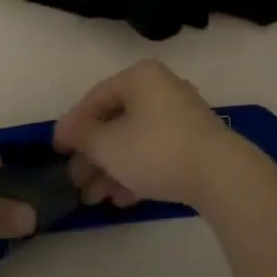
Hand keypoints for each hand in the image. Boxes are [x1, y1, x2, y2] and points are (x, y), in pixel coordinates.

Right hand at [54, 60, 266, 211]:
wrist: (221, 175)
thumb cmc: (156, 150)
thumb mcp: (108, 145)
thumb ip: (82, 136)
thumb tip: (70, 132)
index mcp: (140, 77)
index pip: (95, 98)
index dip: (72, 125)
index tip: (56, 150)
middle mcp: (161, 89)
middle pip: (115, 121)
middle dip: (92, 155)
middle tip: (76, 181)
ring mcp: (181, 116)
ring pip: (134, 140)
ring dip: (111, 169)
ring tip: (95, 199)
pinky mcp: (194, 142)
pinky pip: (155, 152)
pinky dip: (136, 172)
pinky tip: (122, 199)